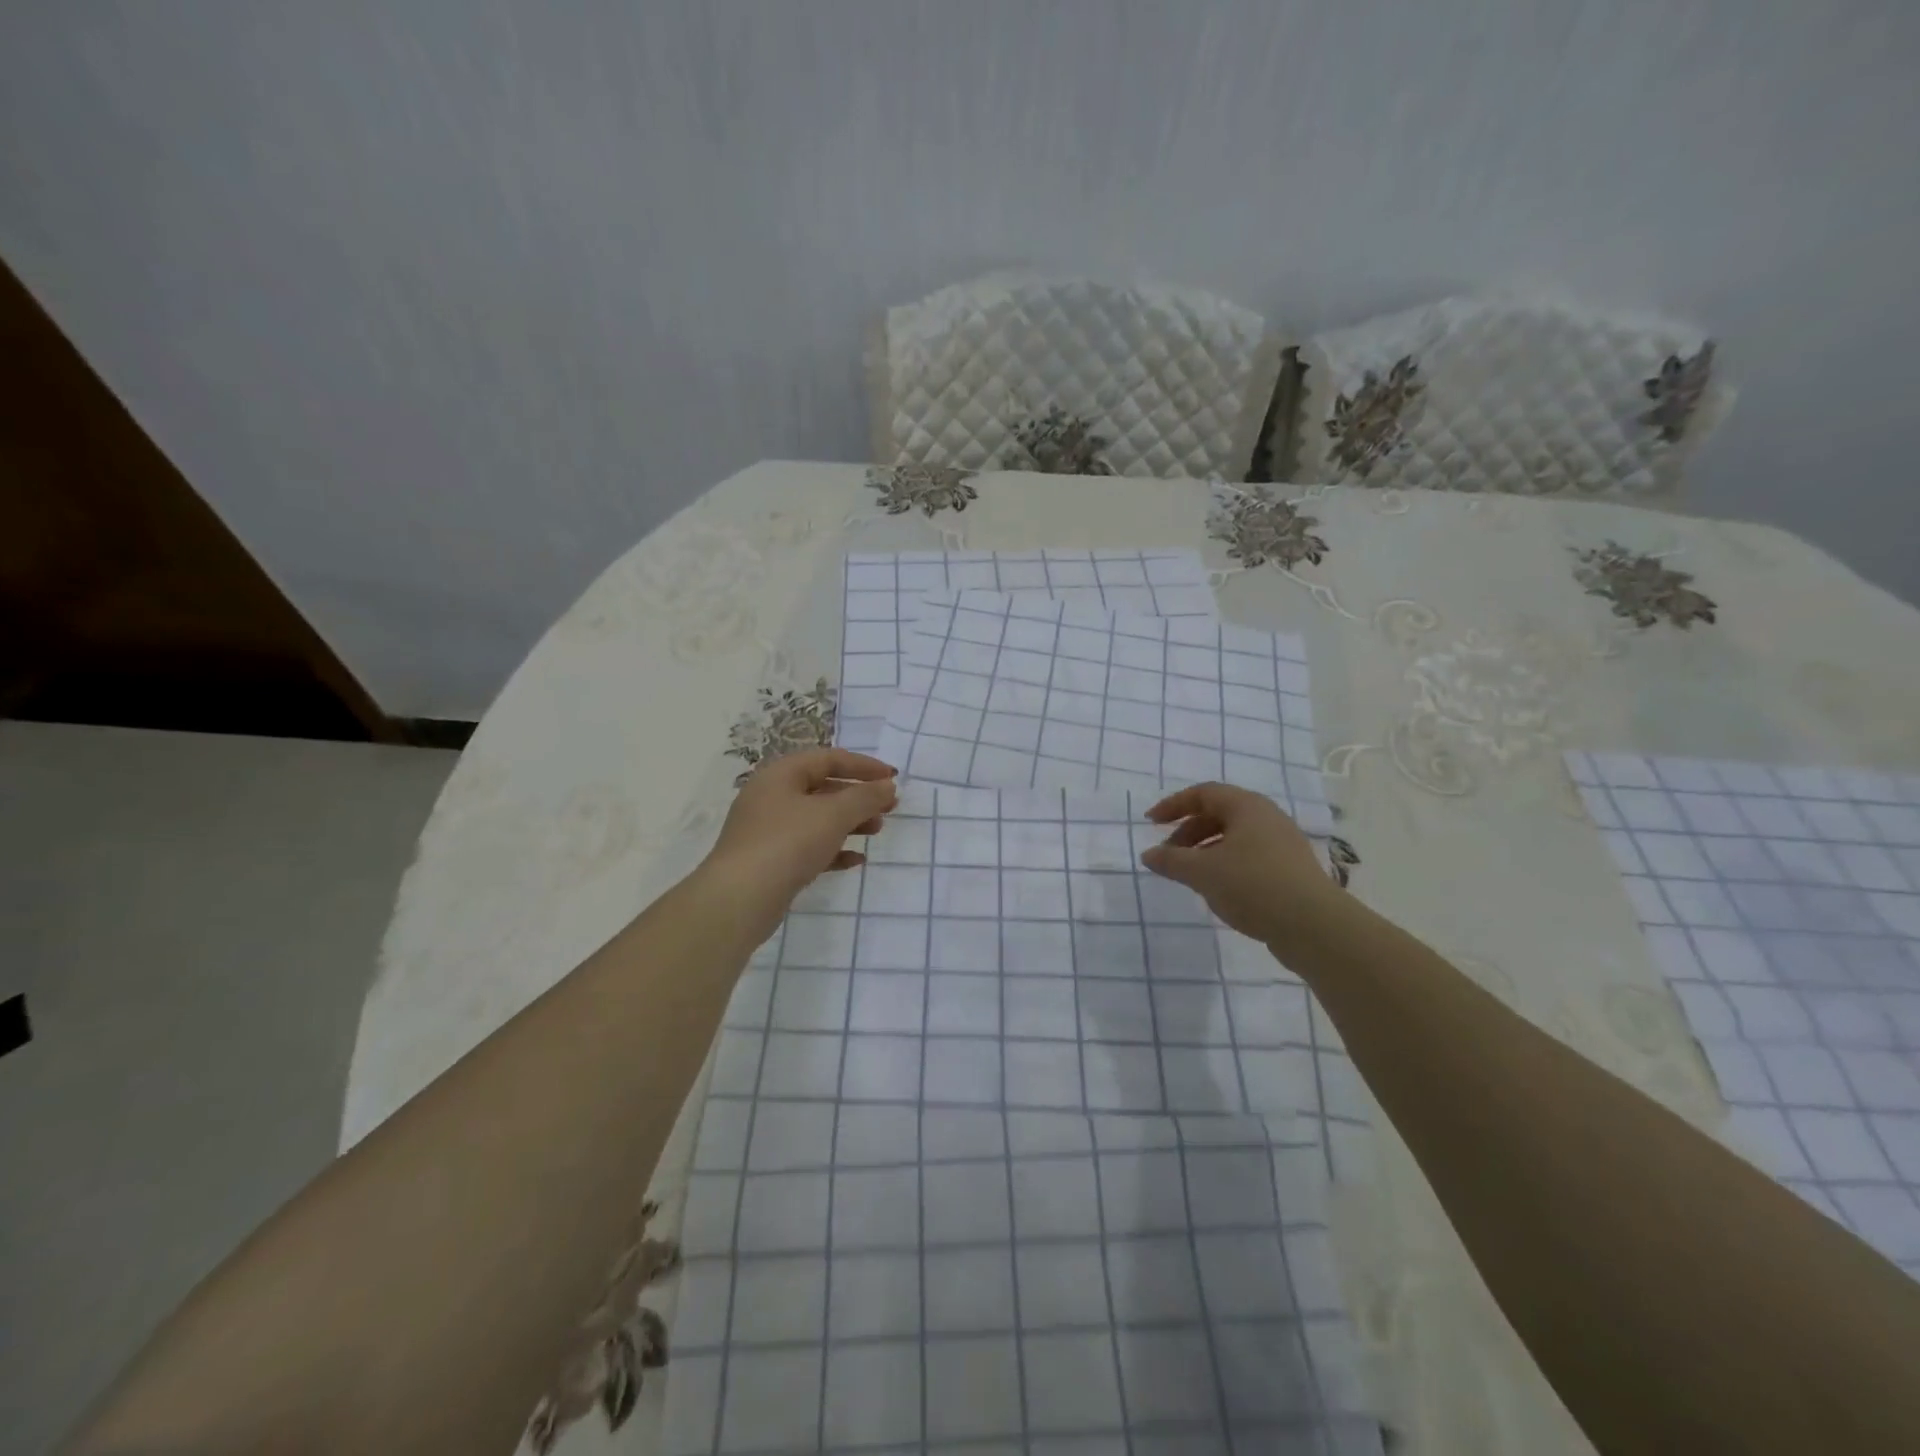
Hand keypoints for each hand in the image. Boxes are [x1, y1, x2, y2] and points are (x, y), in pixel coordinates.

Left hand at [703, 748, 898, 925]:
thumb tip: (888, 786)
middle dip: (859, 796)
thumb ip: (865, 797)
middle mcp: (771, 796)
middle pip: (823, 787)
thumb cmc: (787, 843)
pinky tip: (855, 860)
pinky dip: (833, 849)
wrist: (740, 900)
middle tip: (889, 808)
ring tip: (877, 831)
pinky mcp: (770, 861)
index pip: (829, 759)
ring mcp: (768, 830)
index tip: (893, 779)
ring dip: (850, 822)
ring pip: (817, 818)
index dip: (864, 766)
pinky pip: (808, 846)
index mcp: (781, 774)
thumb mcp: (833, 815)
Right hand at [1140, 782, 1342, 950]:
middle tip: (1168, 854)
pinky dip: (1225, 864)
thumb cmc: (1252, 885)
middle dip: (1188, 831)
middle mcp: (1267, 817)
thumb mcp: (1202, 872)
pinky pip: (1249, 856)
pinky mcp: (1290, 869)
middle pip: (1219, 813)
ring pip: (1235, 837)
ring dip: (1206, 850)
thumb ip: (1171, 861)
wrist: (1314, 926)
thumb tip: (1148, 855)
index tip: (1151, 823)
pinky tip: (1218, 888)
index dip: (1173, 805)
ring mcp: (1283, 843)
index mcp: (1247, 806)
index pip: (1203, 793)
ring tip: (1189, 874)